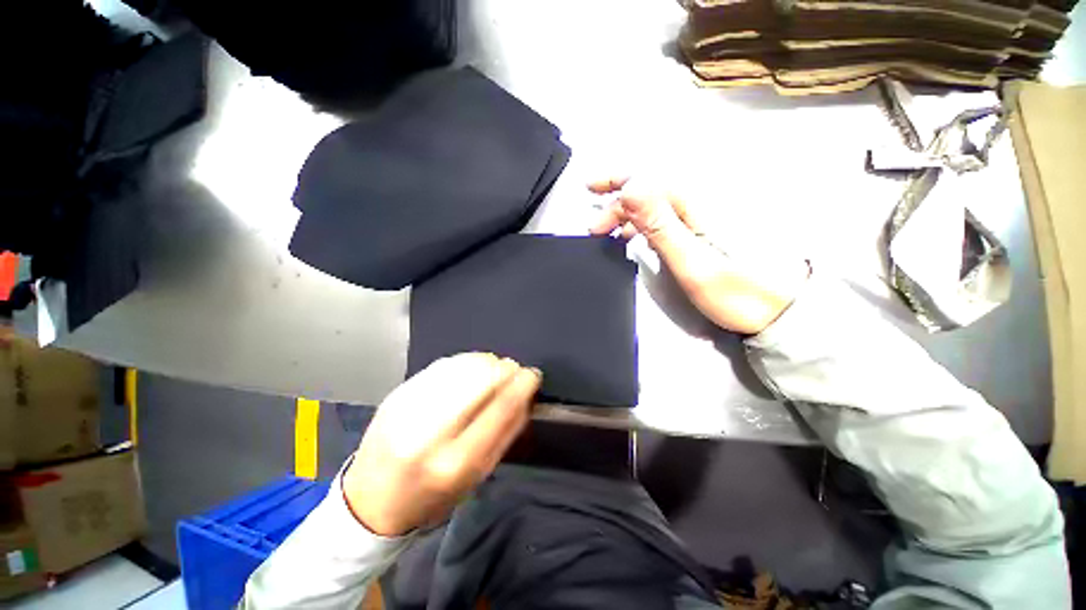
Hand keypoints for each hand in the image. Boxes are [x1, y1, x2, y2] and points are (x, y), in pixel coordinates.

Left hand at [342, 353, 540, 535]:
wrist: (371, 499)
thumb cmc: (433, 495)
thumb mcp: (477, 477)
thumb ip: (506, 434)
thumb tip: (525, 395)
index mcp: (455, 462)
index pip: (500, 408)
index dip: (521, 385)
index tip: (532, 375)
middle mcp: (430, 432)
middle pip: (479, 378)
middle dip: (504, 368)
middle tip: (512, 370)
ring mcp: (409, 408)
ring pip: (461, 366)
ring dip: (486, 362)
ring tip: (494, 368)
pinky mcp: (397, 393)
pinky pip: (442, 365)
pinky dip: (464, 362)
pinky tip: (471, 369)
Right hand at [589, 177, 808, 334]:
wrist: (778, 311)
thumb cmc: (736, 292)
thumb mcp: (693, 263)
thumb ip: (661, 226)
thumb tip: (632, 187)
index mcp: (696, 206)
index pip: (650, 181)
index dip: (618, 180)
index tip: (590, 189)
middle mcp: (699, 204)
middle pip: (650, 191)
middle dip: (617, 202)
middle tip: (594, 224)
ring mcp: (701, 218)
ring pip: (655, 206)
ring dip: (627, 216)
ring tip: (608, 234)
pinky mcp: (701, 231)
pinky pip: (663, 219)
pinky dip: (641, 226)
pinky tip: (632, 238)